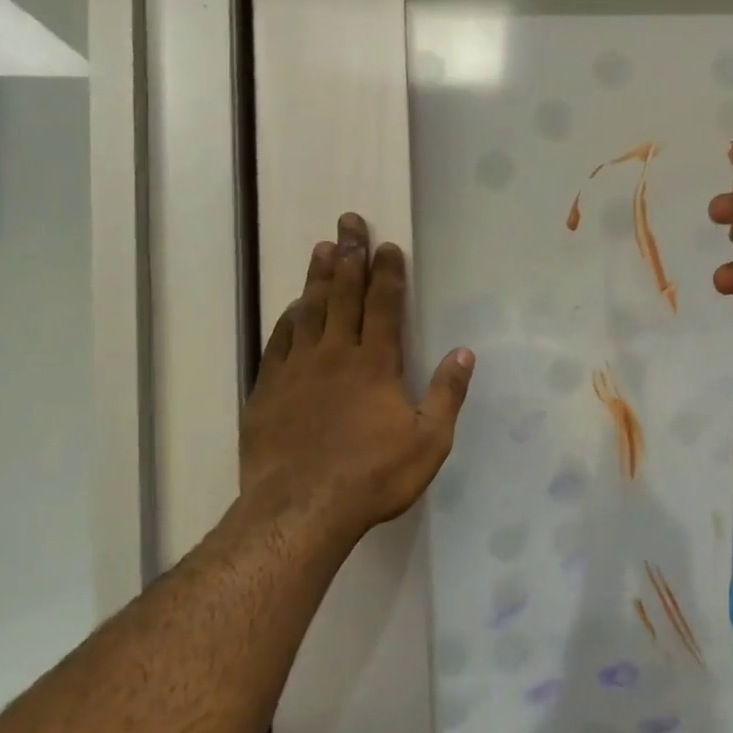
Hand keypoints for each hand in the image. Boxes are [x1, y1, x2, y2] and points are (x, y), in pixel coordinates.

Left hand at [240, 213, 473, 538]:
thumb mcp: (429, 441)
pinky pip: (279, 342)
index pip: (384, 306)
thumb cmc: (373, 476)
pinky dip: (288, 319)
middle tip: (348, 222)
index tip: (387, 245)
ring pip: (309, 311)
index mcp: (375, 364)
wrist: (301, 509)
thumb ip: (447, 394)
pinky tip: (291, 307)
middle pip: (343, 295)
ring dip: (318, 277)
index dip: (387, 273)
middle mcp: (335, 355)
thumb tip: (464, 352)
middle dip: (350, 256)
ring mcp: (297, 370)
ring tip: (322, 248)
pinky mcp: (268, 390)